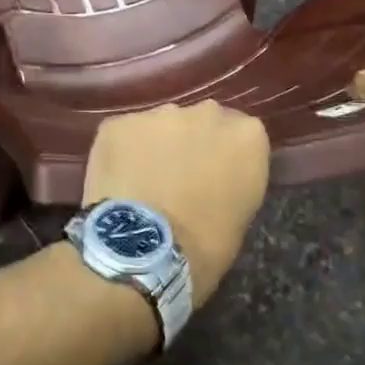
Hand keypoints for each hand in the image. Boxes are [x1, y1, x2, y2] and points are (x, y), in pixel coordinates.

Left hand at [83, 101, 268, 305]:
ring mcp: (160, 114)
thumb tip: (214, 180)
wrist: (142, 251)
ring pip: (160, 126)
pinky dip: (121, 153)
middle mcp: (206, 113)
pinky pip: (124, 135)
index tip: (214, 178)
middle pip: (201, 122)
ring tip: (143, 183)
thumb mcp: (239, 216)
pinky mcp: (119, 123)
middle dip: (191, 143)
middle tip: (178, 178)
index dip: (224, 156)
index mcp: (247, 136)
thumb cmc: (204, 247)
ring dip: (155, 147)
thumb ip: (232, 181)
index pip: (240, 135)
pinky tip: (117, 183)